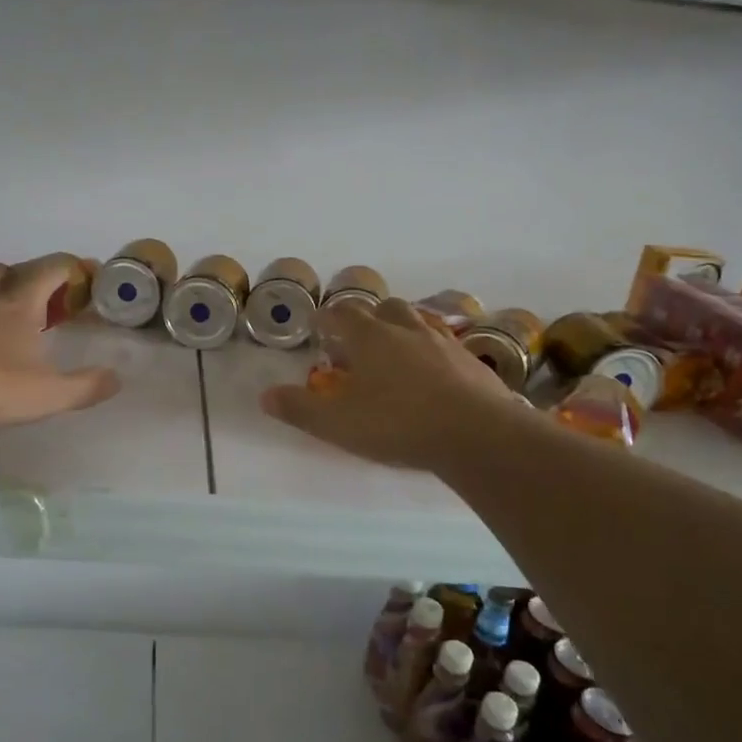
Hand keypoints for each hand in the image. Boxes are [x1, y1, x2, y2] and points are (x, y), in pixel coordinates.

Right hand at [260, 298, 519, 470]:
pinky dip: (433, 352)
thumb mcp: (338, 423)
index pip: (341, 314)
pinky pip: (447, 345)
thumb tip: (265, 396)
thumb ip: (300, 408)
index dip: (327, 318)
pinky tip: (434, 375)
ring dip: (403, 329)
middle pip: (384, 307)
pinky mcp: (472, 361)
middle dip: (368, 318)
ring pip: (419, 321)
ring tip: (396, 352)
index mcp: (370, 337)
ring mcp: (443, 342)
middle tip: (359, 340)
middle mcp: (406, 329)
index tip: (318, 327)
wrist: (477, 433)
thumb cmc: (398, 423)